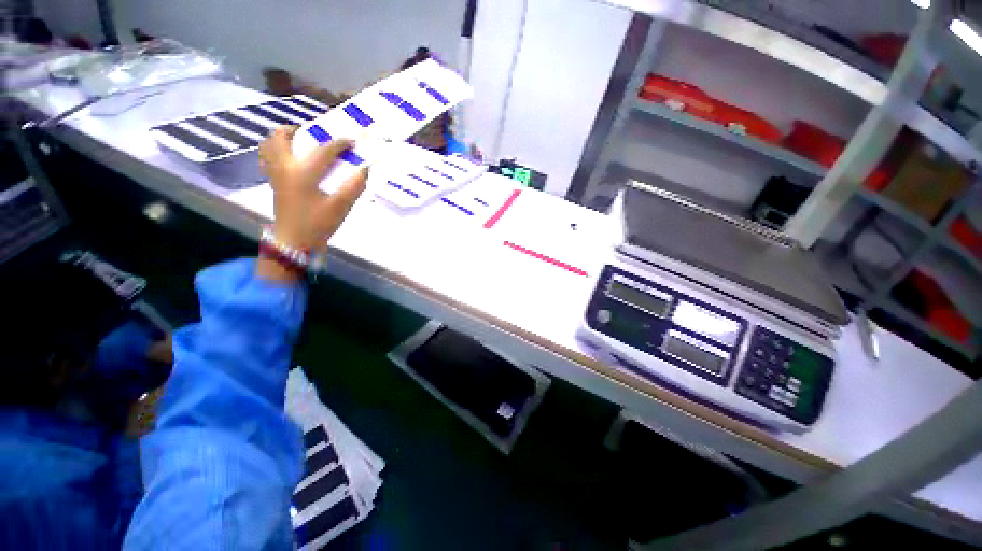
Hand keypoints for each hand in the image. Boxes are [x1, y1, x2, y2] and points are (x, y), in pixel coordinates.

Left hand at [257, 126, 367, 281]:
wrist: (294, 241)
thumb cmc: (317, 224)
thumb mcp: (340, 207)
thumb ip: (354, 186)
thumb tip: (365, 169)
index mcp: (302, 173)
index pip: (323, 150)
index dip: (339, 143)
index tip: (352, 141)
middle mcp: (284, 167)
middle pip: (280, 137)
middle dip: (298, 130)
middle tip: (315, 135)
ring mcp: (275, 174)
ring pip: (269, 145)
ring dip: (283, 138)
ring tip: (300, 142)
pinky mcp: (274, 183)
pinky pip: (268, 158)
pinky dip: (277, 151)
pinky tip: (291, 159)